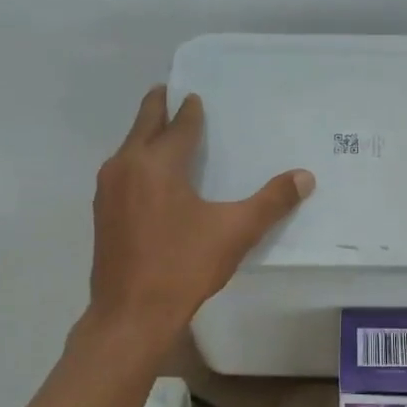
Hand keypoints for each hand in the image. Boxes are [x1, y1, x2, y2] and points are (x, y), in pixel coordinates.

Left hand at [89, 86, 314, 338]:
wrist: (131, 314)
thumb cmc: (183, 267)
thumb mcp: (235, 232)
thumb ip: (271, 202)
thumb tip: (305, 176)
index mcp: (157, 163)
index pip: (178, 125)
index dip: (190, 111)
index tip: (195, 96)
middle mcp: (126, 166)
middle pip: (143, 126)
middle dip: (157, 107)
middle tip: (169, 91)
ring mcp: (108, 190)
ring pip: (128, 149)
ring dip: (145, 135)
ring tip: (163, 133)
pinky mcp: (101, 213)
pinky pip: (121, 172)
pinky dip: (136, 161)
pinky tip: (149, 177)